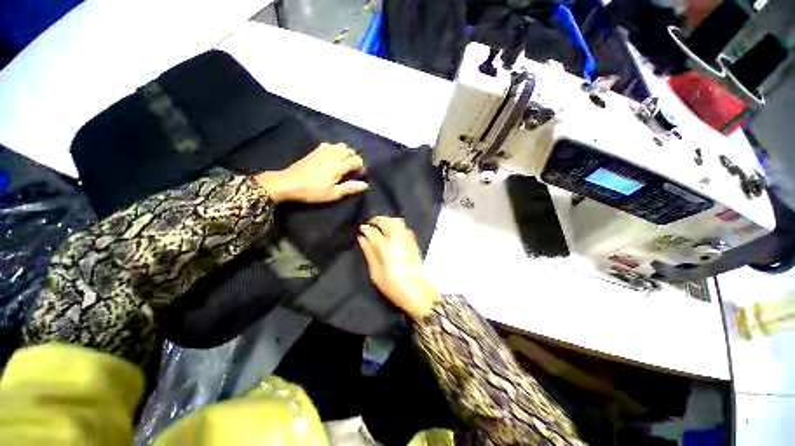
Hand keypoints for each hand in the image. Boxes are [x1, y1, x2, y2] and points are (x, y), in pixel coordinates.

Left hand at [255, 143, 367, 202]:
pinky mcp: (314, 151)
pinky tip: (330, 157)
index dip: (361, 167)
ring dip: (344, 153)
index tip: (358, 176)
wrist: (288, 183)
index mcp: (339, 165)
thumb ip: (350, 188)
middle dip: (354, 159)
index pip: (357, 160)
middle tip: (351, 171)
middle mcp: (333, 155)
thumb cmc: (313, 191)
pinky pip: (328, 144)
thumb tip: (365, 185)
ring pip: (340, 145)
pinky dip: (333, 149)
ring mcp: (323, 151)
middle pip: (350, 150)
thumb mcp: (333, 194)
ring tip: (342, 163)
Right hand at [358, 216, 439, 320]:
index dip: (365, 228)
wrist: (418, 293)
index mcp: (385, 248)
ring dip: (387, 221)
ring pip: (397, 222)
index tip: (361, 229)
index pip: (373, 231)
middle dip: (376, 220)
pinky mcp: (414, 243)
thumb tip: (362, 239)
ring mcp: (407, 240)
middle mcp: (397, 239)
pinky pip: (405, 228)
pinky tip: (393, 232)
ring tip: (380, 226)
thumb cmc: (394, 287)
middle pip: (386, 221)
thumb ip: (369, 253)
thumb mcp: (376, 273)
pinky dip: (397, 225)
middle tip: (370, 225)